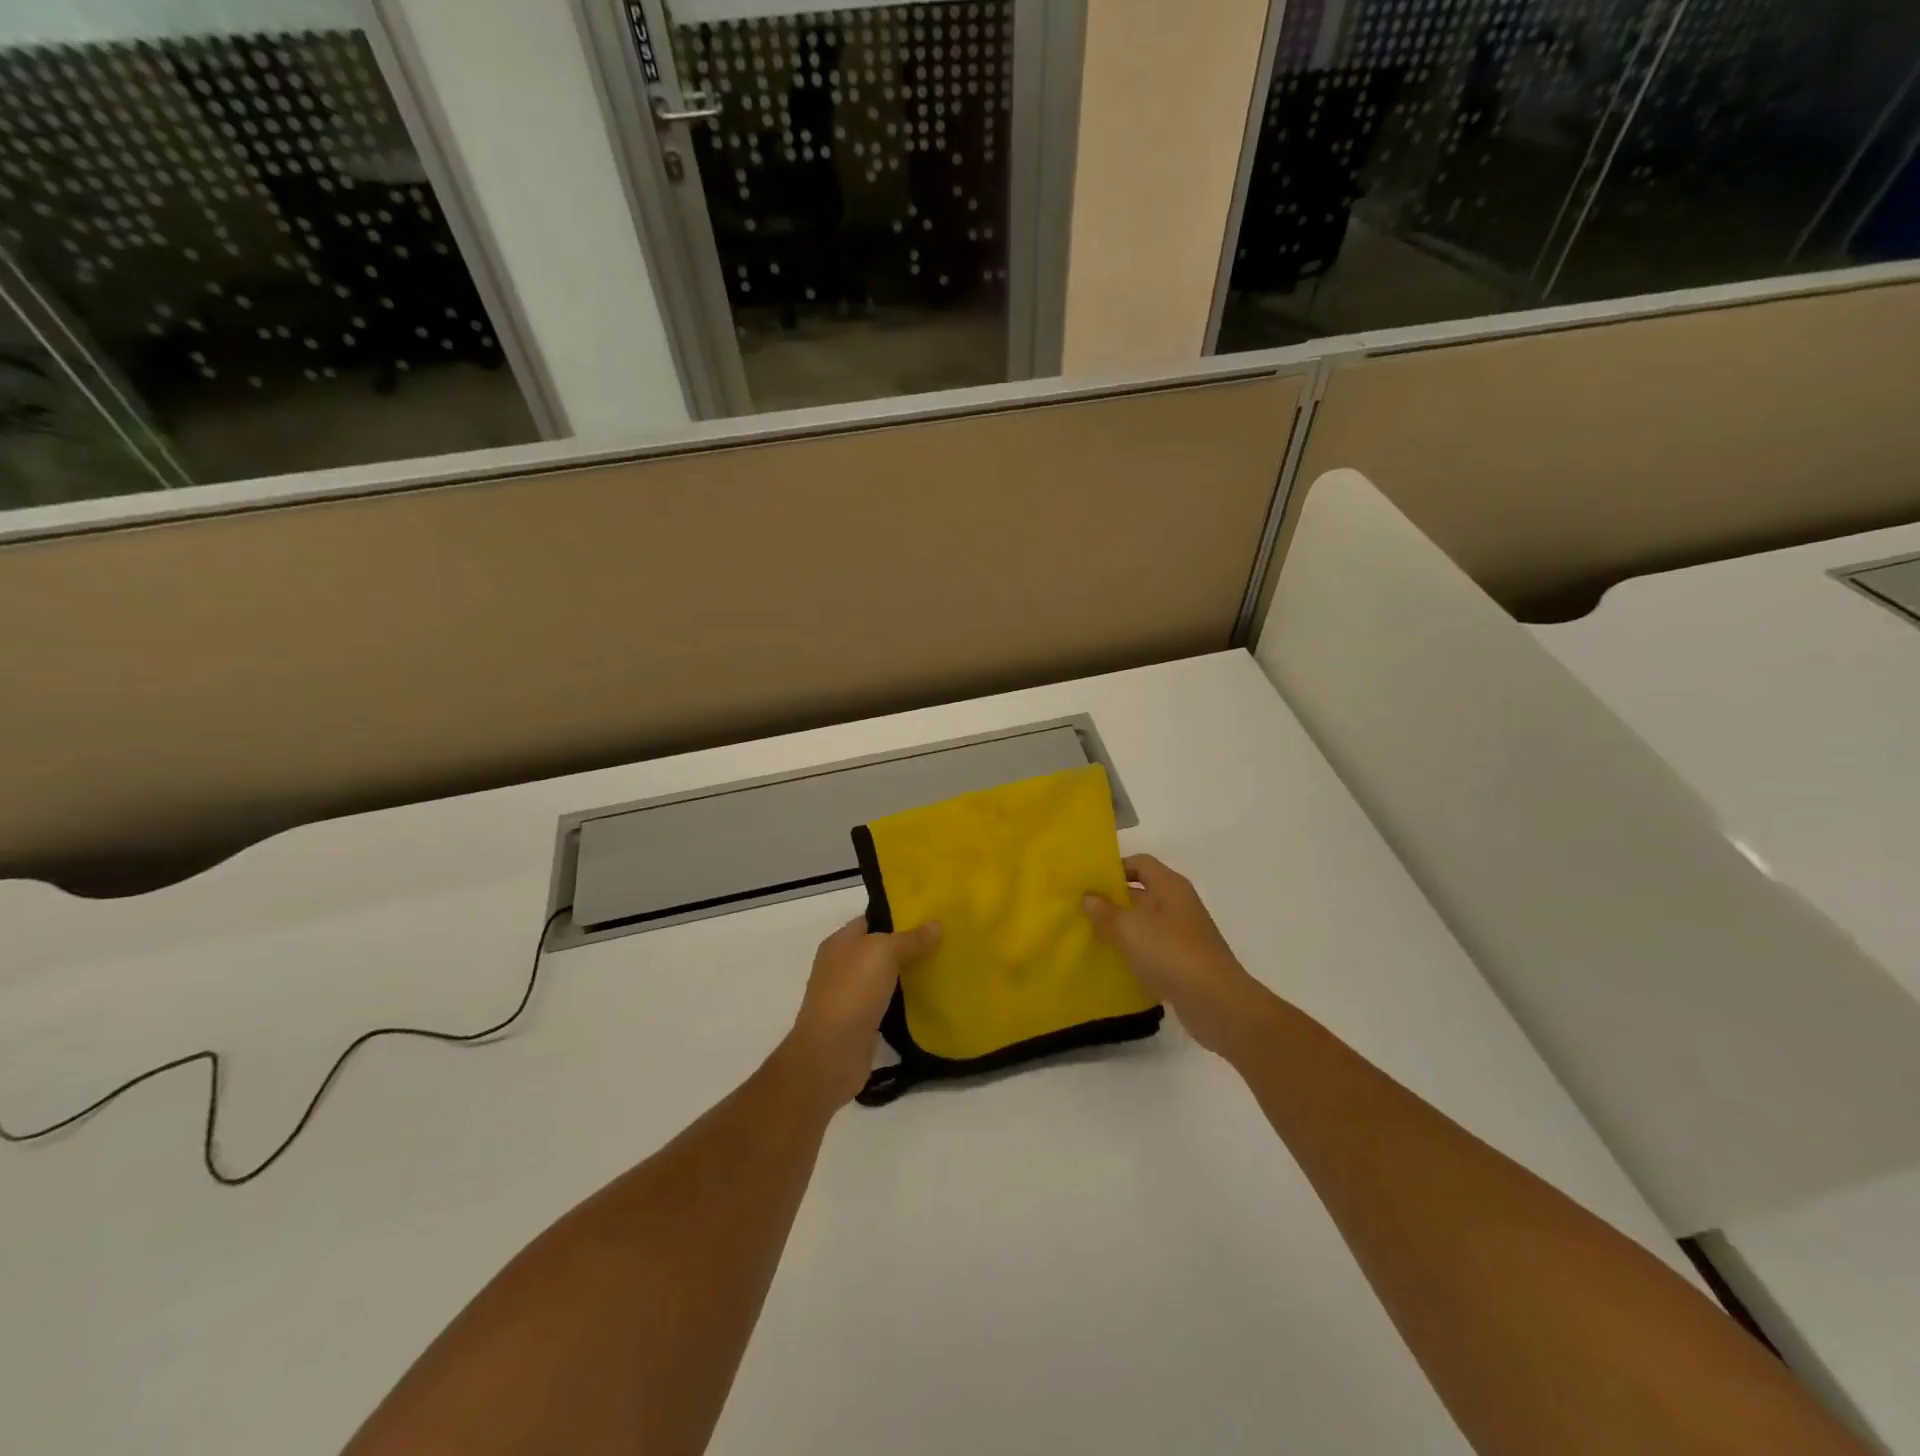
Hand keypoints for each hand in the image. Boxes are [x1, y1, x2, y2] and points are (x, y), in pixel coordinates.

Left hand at [786, 916, 941, 1107]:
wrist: (831, 1054)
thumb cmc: (853, 992)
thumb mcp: (884, 953)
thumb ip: (910, 939)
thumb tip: (935, 924)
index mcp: (840, 942)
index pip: (872, 920)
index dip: (900, 917)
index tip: (931, 918)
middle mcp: (841, 966)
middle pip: (880, 950)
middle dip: (909, 947)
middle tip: (944, 944)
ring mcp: (849, 996)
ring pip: (885, 979)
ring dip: (909, 977)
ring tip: (942, 970)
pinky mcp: (860, 1024)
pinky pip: (887, 1005)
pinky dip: (904, 1003)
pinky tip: (928, 1002)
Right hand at [1084, 855, 1266, 1057]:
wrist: (1217, 1003)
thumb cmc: (1171, 953)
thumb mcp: (1129, 928)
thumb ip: (1105, 911)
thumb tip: (1088, 897)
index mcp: (1170, 886)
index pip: (1140, 863)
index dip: (1114, 868)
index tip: (1088, 882)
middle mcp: (1178, 905)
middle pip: (1141, 893)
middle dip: (1112, 901)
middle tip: (1080, 910)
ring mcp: (1183, 935)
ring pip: (1145, 924)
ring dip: (1120, 929)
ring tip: (1089, 936)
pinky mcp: (1183, 963)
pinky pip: (1152, 950)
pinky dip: (1133, 953)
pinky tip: (1112, 963)